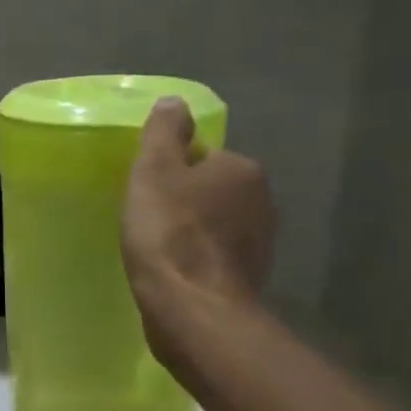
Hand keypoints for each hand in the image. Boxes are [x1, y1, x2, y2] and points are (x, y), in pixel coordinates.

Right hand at [122, 99, 274, 360]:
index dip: (172, 171)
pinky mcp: (250, 279)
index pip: (204, 156)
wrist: (193, 309)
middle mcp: (262, 202)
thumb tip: (174, 101)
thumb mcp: (155, 170)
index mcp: (243, 170)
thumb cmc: (169, 232)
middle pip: (212, 190)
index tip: (148, 190)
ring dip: (193, 232)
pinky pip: (216, 257)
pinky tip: (174, 272)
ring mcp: (261, 244)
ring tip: (157, 248)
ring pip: (216, 225)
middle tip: (147, 218)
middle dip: (185, 201)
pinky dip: (198, 260)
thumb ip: (164, 132)